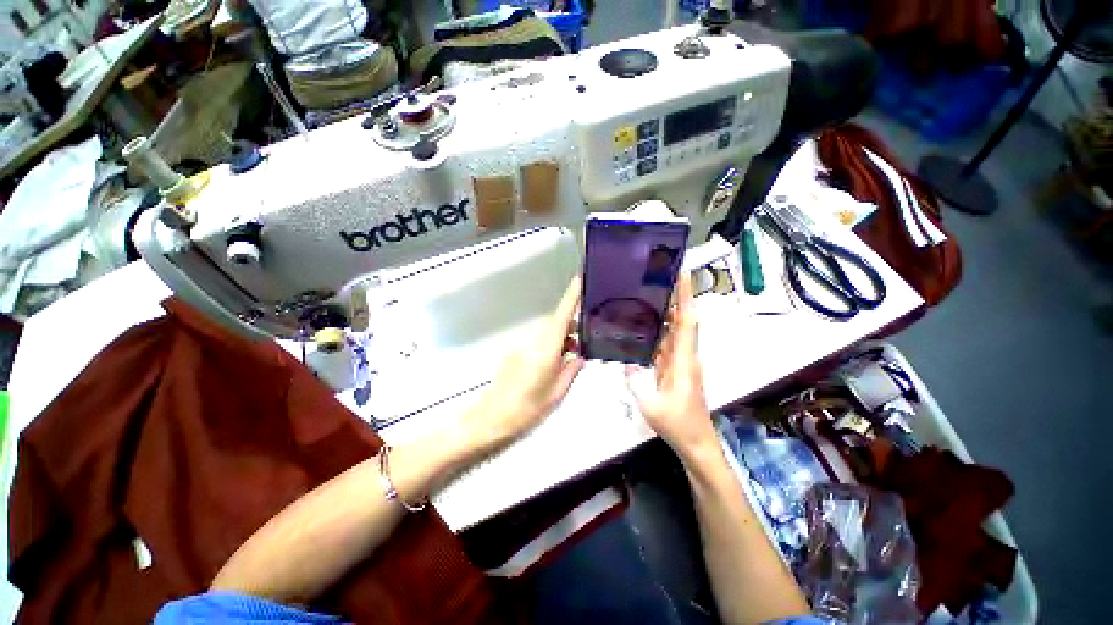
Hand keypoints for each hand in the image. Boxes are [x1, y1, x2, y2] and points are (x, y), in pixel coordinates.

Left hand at [463, 276, 583, 451]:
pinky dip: (547, 344)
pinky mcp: (513, 351)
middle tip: (580, 341)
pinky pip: (535, 340)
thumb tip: (579, 355)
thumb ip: (571, 371)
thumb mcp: (557, 394)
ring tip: (567, 356)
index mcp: (546, 351)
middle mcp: (532, 342)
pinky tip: (550, 363)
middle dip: (569, 325)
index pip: (561, 317)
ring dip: (558, 336)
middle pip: (554, 322)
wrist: (491, 418)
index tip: (579, 280)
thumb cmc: (527, 409)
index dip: (570, 297)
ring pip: (545, 331)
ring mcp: (520, 345)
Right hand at [625, 273, 717, 461]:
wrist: (696, 444)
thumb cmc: (679, 425)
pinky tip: (644, 328)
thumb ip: (638, 383)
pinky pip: (667, 345)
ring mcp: (681, 363)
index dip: (685, 297)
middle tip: (657, 279)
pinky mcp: (675, 370)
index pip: (687, 322)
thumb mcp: (653, 406)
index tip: (682, 274)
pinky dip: (659, 333)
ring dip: (666, 313)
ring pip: (674, 332)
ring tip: (648, 297)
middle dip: (674, 298)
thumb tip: (627, 364)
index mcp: (684, 361)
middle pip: (682, 321)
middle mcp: (685, 357)